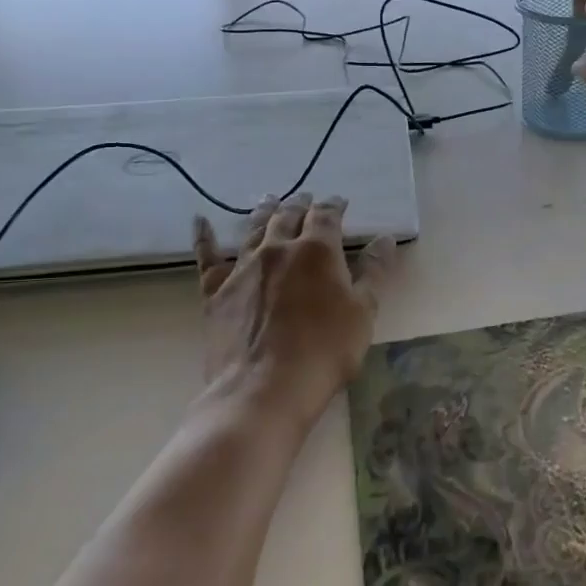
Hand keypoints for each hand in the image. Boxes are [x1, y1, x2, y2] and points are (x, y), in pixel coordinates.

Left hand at [191, 194, 397, 433]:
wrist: (264, 388)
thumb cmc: (326, 351)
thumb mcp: (364, 312)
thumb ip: (374, 271)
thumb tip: (385, 238)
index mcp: (318, 251)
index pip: (327, 216)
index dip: (335, 205)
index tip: (341, 201)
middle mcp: (278, 249)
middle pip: (289, 216)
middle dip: (300, 204)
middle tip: (306, 197)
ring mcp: (243, 268)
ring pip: (254, 228)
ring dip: (265, 211)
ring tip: (270, 200)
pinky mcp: (216, 291)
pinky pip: (208, 256)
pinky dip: (205, 236)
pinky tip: (200, 221)